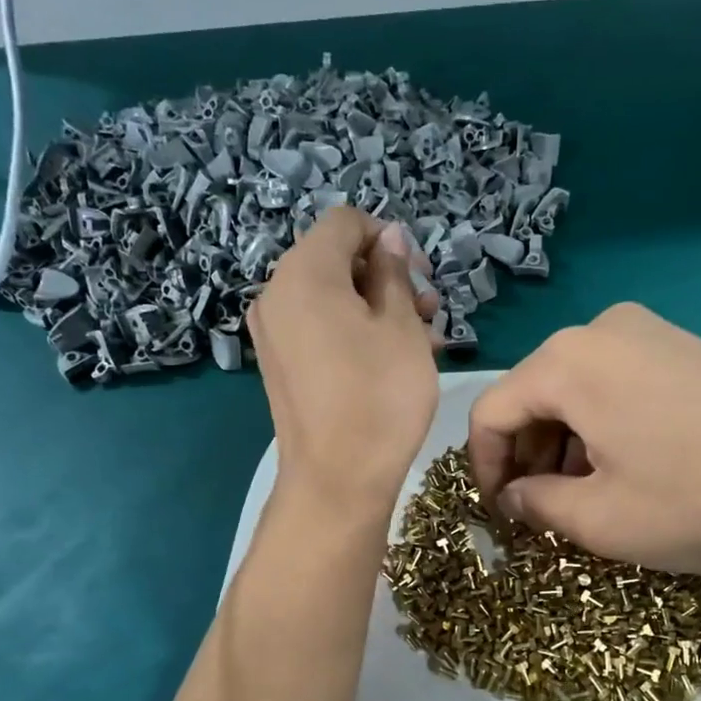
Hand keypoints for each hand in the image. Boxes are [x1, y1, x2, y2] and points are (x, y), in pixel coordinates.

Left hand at [249, 209, 439, 518]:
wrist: (337, 478)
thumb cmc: (379, 396)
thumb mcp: (401, 327)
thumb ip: (394, 273)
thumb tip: (388, 239)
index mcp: (304, 272)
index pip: (345, 222)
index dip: (388, 238)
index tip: (421, 276)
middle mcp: (276, 293)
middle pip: (336, 259)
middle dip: (386, 277)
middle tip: (429, 311)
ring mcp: (272, 332)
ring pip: (330, 297)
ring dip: (376, 306)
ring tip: (421, 339)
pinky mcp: (279, 364)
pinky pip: (317, 328)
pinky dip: (352, 330)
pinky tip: (390, 358)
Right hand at [468, 303, 700, 572]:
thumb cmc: (696, 498)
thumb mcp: (600, 520)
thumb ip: (536, 505)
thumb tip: (514, 497)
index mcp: (567, 362)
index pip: (490, 412)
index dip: (484, 468)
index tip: (500, 515)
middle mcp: (600, 330)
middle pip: (533, 395)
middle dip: (527, 456)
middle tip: (542, 510)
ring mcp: (648, 331)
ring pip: (575, 390)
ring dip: (565, 444)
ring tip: (586, 495)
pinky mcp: (684, 346)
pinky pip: (615, 383)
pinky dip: (602, 425)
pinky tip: (627, 466)